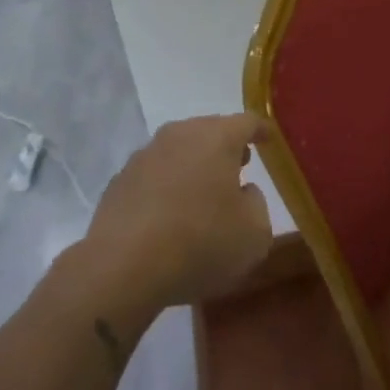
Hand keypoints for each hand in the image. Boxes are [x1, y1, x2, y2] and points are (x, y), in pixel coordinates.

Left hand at [78, 113, 273, 309]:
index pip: (247, 122)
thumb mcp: (254, 234)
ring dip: (194, 166)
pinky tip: (169, 215)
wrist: (122, 267)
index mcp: (217, 138)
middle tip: (240, 166)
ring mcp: (145, 155)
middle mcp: (180, 135)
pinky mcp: (120, 181)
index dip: (261, 130)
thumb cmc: (200, 243)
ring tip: (204, 193)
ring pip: (179, 151)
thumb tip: (244, 192)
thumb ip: (257, 204)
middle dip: (227, 146)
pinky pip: (154, 175)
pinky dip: (167, 186)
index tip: (269, 140)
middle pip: (209, 131)